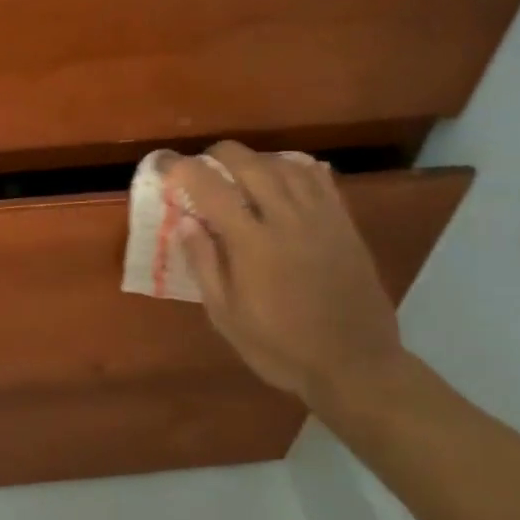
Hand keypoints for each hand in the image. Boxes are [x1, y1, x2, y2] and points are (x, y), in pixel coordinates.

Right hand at [169, 143, 407, 414]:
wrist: (354, 364)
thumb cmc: (280, 347)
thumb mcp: (226, 316)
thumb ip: (204, 264)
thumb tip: (185, 221)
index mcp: (252, 244)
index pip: (210, 189)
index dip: (182, 169)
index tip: (164, 164)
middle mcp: (287, 220)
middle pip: (250, 164)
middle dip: (219, 155)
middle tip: (201, 165)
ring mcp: (321, 219)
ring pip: (285, 165)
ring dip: (255, 160)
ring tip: (239, 171)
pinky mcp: (345, 224)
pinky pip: (319, 179)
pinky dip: (294, 168)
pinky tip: (282, 177)